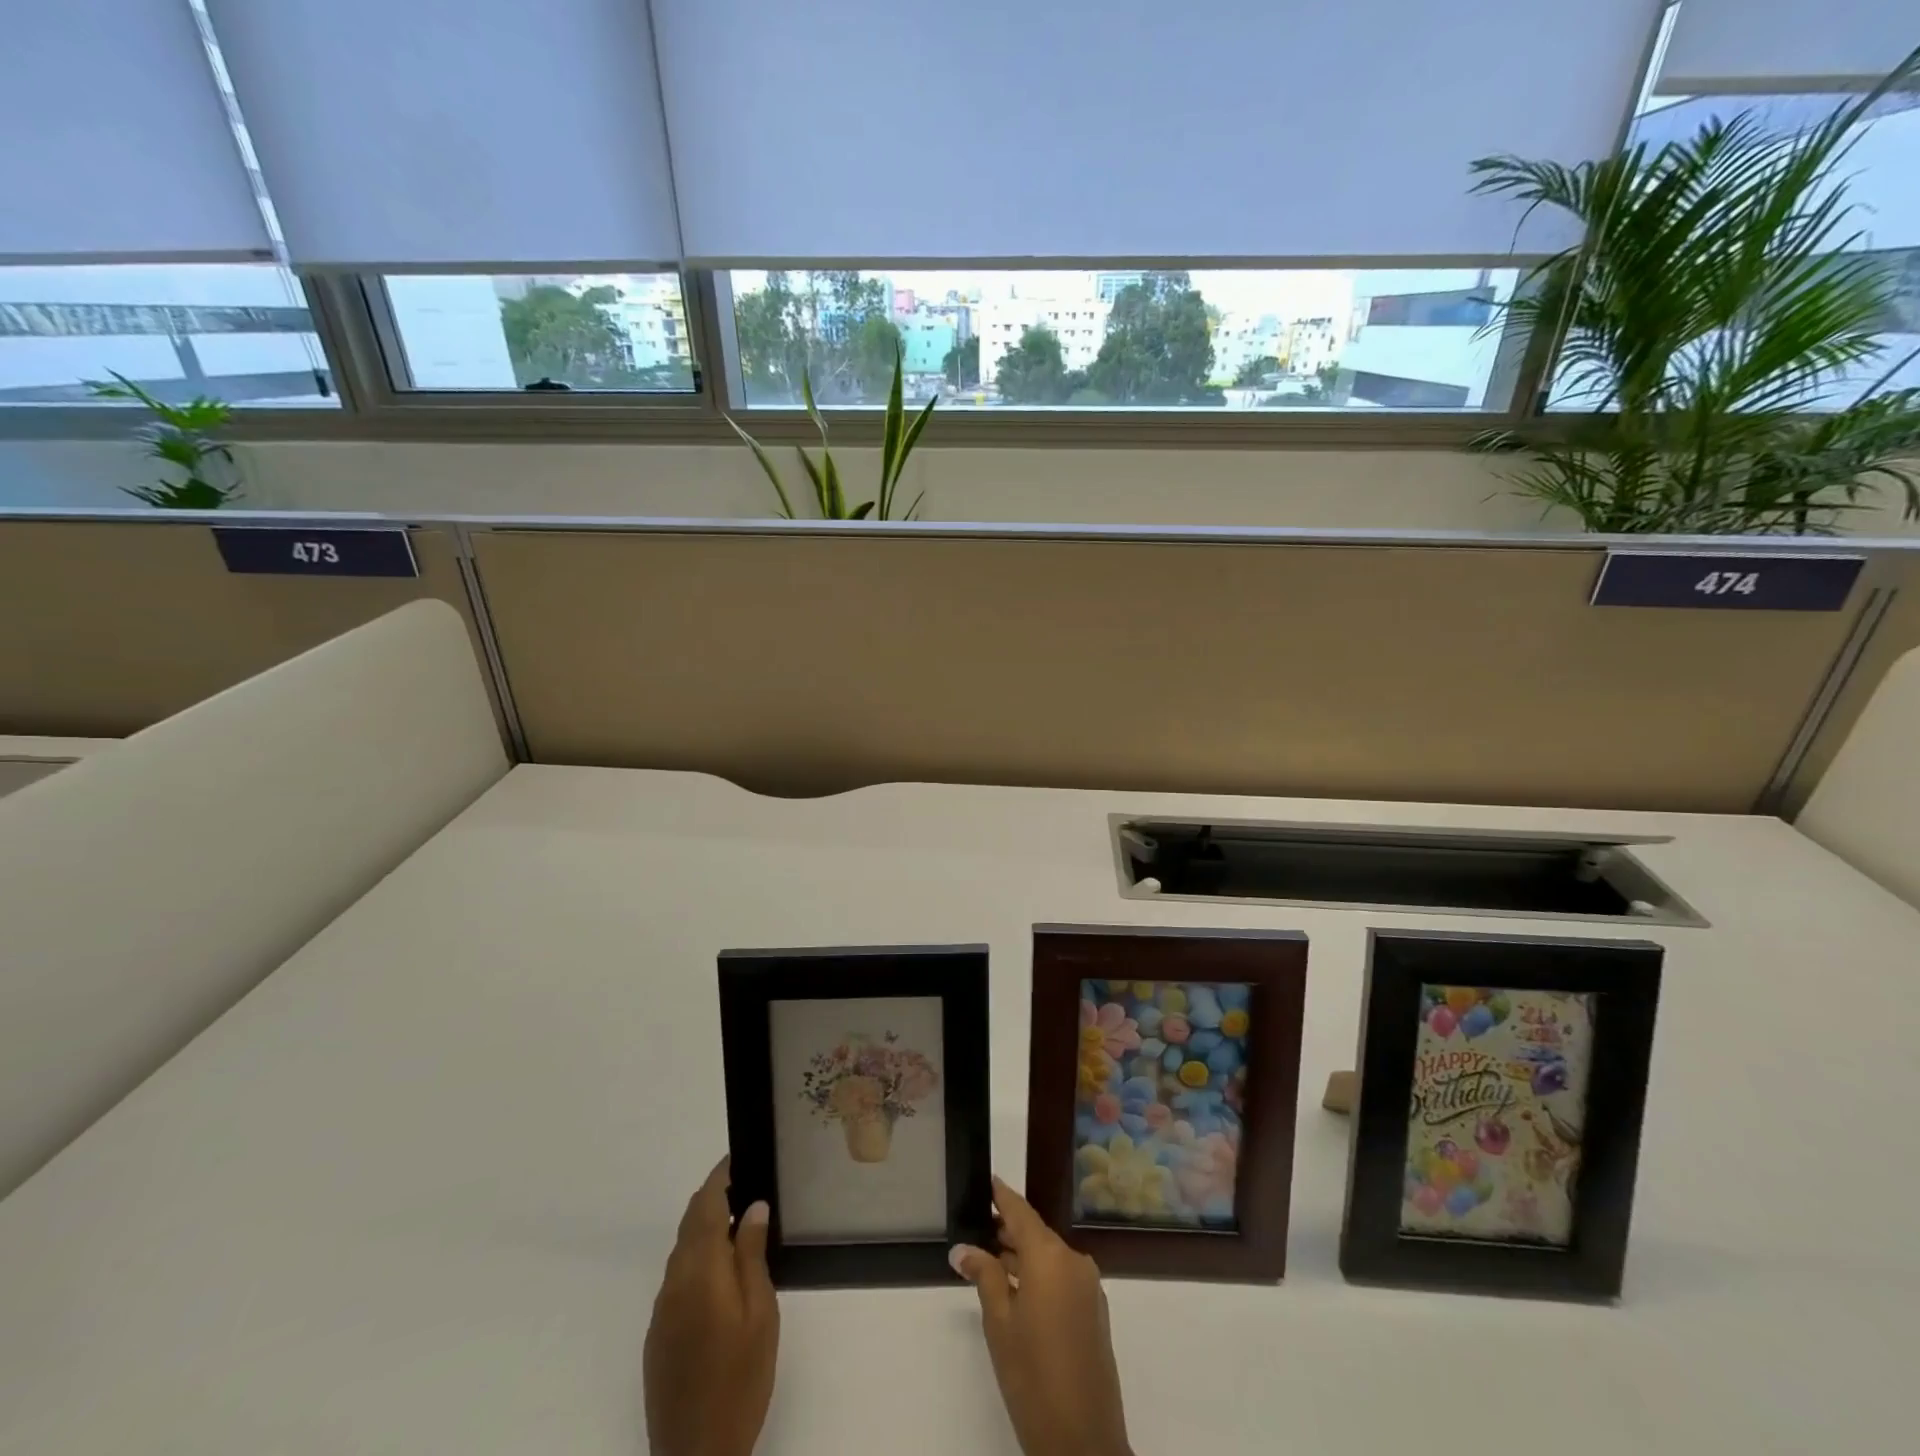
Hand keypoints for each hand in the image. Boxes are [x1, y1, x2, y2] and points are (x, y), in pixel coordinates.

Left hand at [644, 1158, 778, 1455]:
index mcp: (700, 1270)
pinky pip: (678, 1279)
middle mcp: (674, 1281)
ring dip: (706, 1229)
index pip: (705, 1204)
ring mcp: (662, 1309)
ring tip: (741, 1225)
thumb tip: (753, 1206)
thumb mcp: (760, 1312)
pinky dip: (699, 1259)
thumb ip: (752, 1255)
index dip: (720, 1176)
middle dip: (714, 1198)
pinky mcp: (658, 1334)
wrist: (696, 1454)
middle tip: (748, 1185)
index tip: (739, 1156)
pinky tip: (723, 1275)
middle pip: (690, 1223)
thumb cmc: (740, 1377)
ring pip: (683, 1250)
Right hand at [951, 1177, 1131, 1455]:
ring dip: (1025, 1257)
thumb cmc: (1032, 1374)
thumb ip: (984, 1276)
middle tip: (981, 1227)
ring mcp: (1089, 1287)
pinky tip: (1020, 1292)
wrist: (1083, 1441)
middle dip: (1010, 1231)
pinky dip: (1042, 1277)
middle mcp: (1075, 1261)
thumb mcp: (999, 1323)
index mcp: (1051, 1257)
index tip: (988, 1180)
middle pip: (1038, 1235)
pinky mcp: (1095, 1312)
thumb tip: (964, 1249)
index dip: (1003, 1196)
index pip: (1022, 1213)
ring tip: (994, 1261)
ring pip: (1051, 1258)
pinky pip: (1064, 1278)